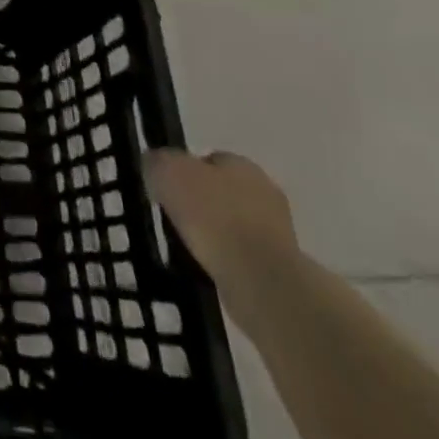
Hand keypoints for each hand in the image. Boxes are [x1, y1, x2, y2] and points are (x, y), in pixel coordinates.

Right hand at [143, 148, 298, 303]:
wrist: (260, 279)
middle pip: (224, 191)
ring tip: (191, 246)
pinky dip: (227, 259)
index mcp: (242, 163)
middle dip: (203, 202)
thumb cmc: (212, 215)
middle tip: (176, 217)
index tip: (166, 190)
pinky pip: (244, 254)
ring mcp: (279, 231)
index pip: (209, 159)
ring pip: (235, 223)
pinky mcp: (282, 266)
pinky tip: (211, 268)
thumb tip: (155, 165)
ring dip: (217, 233)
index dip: (185, 172)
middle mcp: (266, 191)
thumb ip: (157, 161)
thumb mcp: (166, 172)